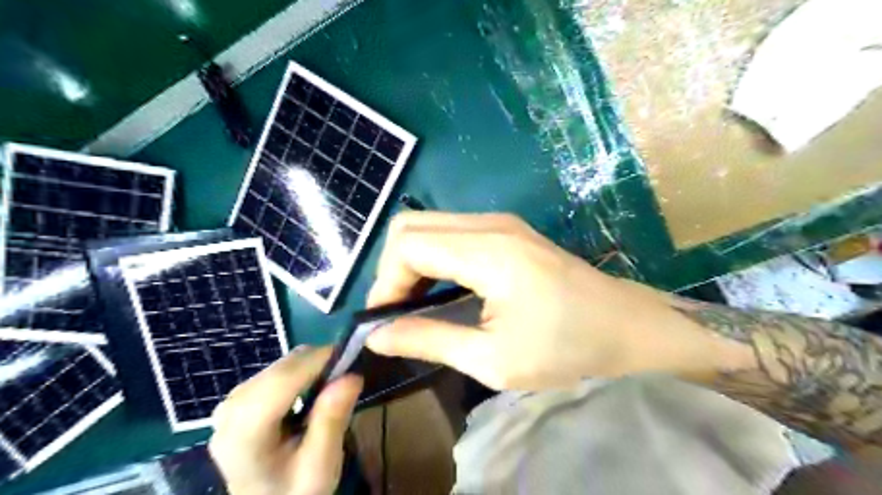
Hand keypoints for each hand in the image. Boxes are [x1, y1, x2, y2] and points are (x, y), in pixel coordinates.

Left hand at [209, 347, 360, 494]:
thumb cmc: (295, 491)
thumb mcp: (321, 465)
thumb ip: (332, 420)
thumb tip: (352, 376)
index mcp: (244, 432)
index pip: (282, 380)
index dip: (317, 360)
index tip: (352, 355)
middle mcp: (230, 409)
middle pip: (281, 369)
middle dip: (317, 363)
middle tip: (347, 376)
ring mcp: (231, 401)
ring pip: (280, 365)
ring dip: (310, 368)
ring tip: (332, 387)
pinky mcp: (239, 398)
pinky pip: (276, 371)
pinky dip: (300, 373)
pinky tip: (311, 392)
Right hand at [363, 214, 731, 390]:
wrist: (627, 326)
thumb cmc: (567, 348)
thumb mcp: (493, 359)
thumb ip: (429, 340)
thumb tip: (377, 335)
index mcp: (488, 252)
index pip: (407, 245)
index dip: (385, 282)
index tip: (388, 320)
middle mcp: (490, 224)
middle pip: (411, 225)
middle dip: (393, 268)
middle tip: (400, 311)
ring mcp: (500, 222)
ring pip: (429, 224)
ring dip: (412, 261)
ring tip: (417, 304)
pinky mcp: (507, 229)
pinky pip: (451, 231)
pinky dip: (433, 256)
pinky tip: (443, 288)